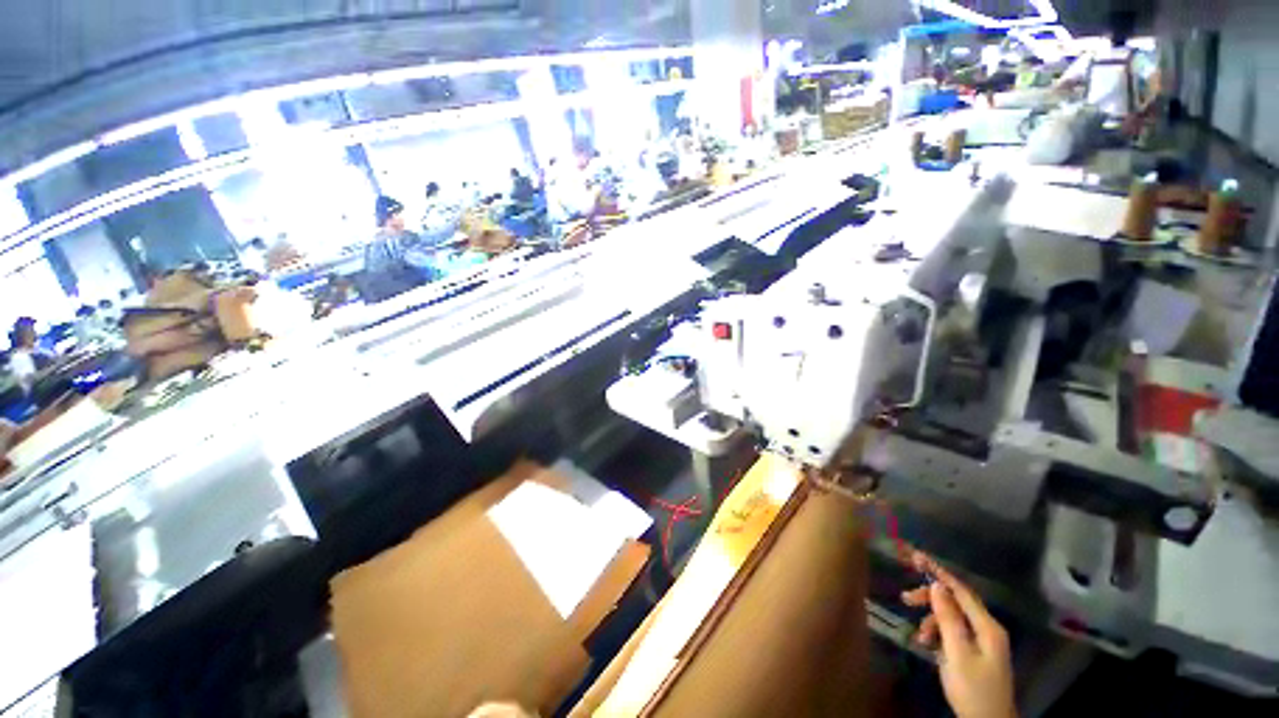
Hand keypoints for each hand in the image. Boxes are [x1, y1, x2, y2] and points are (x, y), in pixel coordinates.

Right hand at [902, 552, 1015, 717]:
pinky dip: (938, 634)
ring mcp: (983, 642)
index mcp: (987, 627)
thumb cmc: (973, 689)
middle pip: (956, 602)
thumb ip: (948, 618)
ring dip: (932, 621)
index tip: (917, 557)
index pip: (962, 591)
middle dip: (931, 599)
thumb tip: (937, 585)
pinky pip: (954, 633)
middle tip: (905, 599)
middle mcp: (987, 629)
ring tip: (919, 636)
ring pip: (952, 618)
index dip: (939, 572)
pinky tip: (927, 644)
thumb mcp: (957, 654)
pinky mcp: (976, 652)